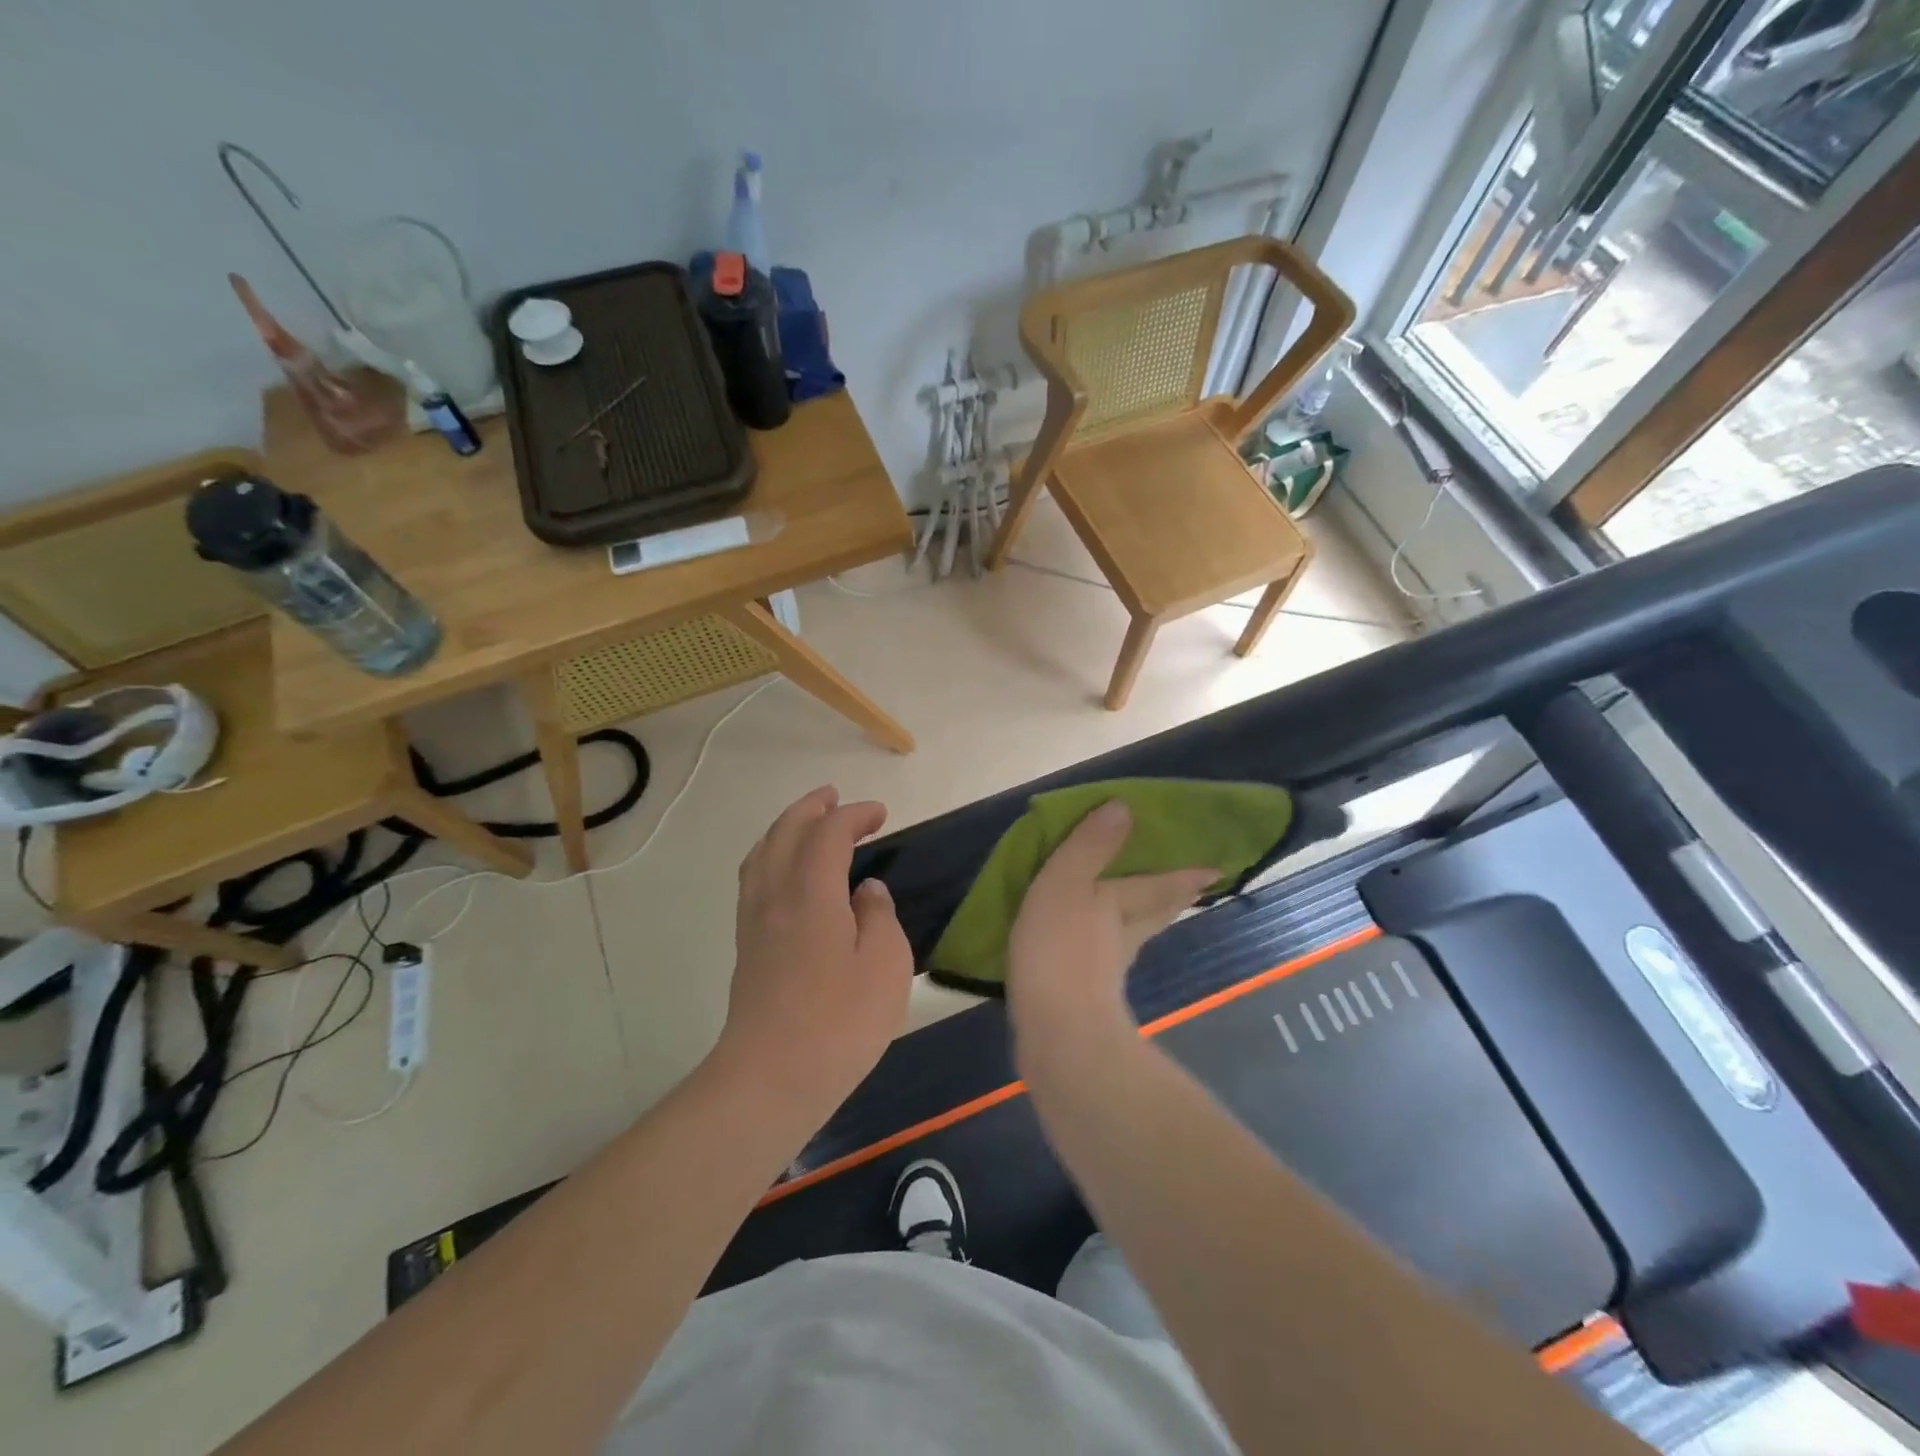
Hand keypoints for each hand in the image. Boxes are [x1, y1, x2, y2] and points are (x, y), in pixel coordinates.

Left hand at [717, 786, 912, 1121]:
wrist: (771, 1078)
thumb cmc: (839, 1021)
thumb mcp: (885, 965)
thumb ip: (879, 917)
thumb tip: (867, 892)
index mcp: (812, 892)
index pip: (829, 834)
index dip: (854, 815)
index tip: (880, 813)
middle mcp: (776, 896)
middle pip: (785, 833)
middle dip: (811, 809)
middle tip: (834, 798)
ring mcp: (755, 921)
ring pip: (762, 854)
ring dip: (784, 829)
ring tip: (806, 823)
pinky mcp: (747, 947)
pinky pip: (754, 880)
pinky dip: (769, 857)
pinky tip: (784, 874)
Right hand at [1006, 800, 1217, 1042]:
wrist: (1058, 1033)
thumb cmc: (1060, 949)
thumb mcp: (1066, 883)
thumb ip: (1090, 846)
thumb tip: (1123, 806)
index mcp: (1122, 904)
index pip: (1161, 885)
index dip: (1187, 875)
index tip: (1216, 871)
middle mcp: (1123, 935)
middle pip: (1156, 914)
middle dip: (1172, 900)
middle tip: (1190, 890)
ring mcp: (1107, 971)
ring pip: (1133, 938)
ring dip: (1141, 925)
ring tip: (1140, 914)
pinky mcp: (1087, 998)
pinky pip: (1102, 962)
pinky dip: (1103, 952)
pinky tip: (1090, 954)